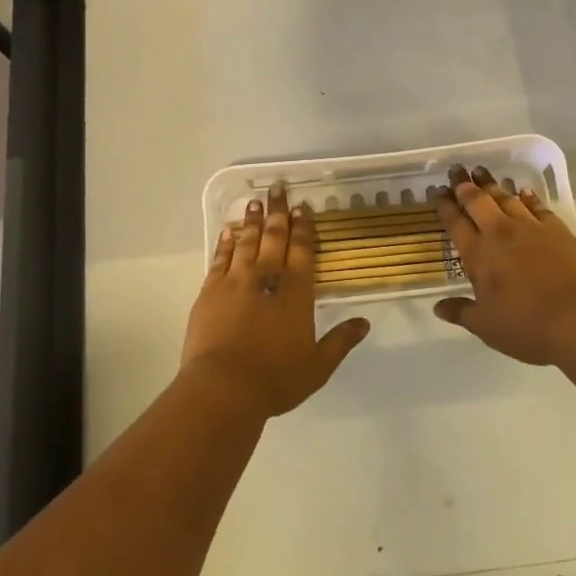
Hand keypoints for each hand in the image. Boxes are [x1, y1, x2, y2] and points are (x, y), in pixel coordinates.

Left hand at [182, 181, 370, 416]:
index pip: (302, 250)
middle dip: (279, 211)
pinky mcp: (210, 290)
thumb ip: (341, 341)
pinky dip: (226, 243)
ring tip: (256, 202)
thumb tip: (364, 322)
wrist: (224, 387)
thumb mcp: (318, 366)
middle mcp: (267, 277)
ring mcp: (236, 281)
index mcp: (296, 291)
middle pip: (275, 237)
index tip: (303, 208)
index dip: (304, 227)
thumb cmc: (276, 378)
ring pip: (247, 241)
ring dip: (253, 220)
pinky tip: (228, 231)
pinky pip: (220, 258)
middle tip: (278, 188)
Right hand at [433, 164, 575, 364]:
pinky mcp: (557, 229)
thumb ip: (461, 312)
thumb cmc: (527, 326)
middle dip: (464, 185)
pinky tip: (523, 191)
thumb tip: (438, 307)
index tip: (436, 191)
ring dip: (491, 184)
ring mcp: (530, 228)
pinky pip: (537, 206)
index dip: (444, 205)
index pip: (455, 223)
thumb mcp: (487, 327)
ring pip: (506, 198)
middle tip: (456, 170)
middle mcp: (500, 234)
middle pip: (477, 202)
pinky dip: (527, 196)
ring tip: (481, 172)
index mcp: (478, 255)